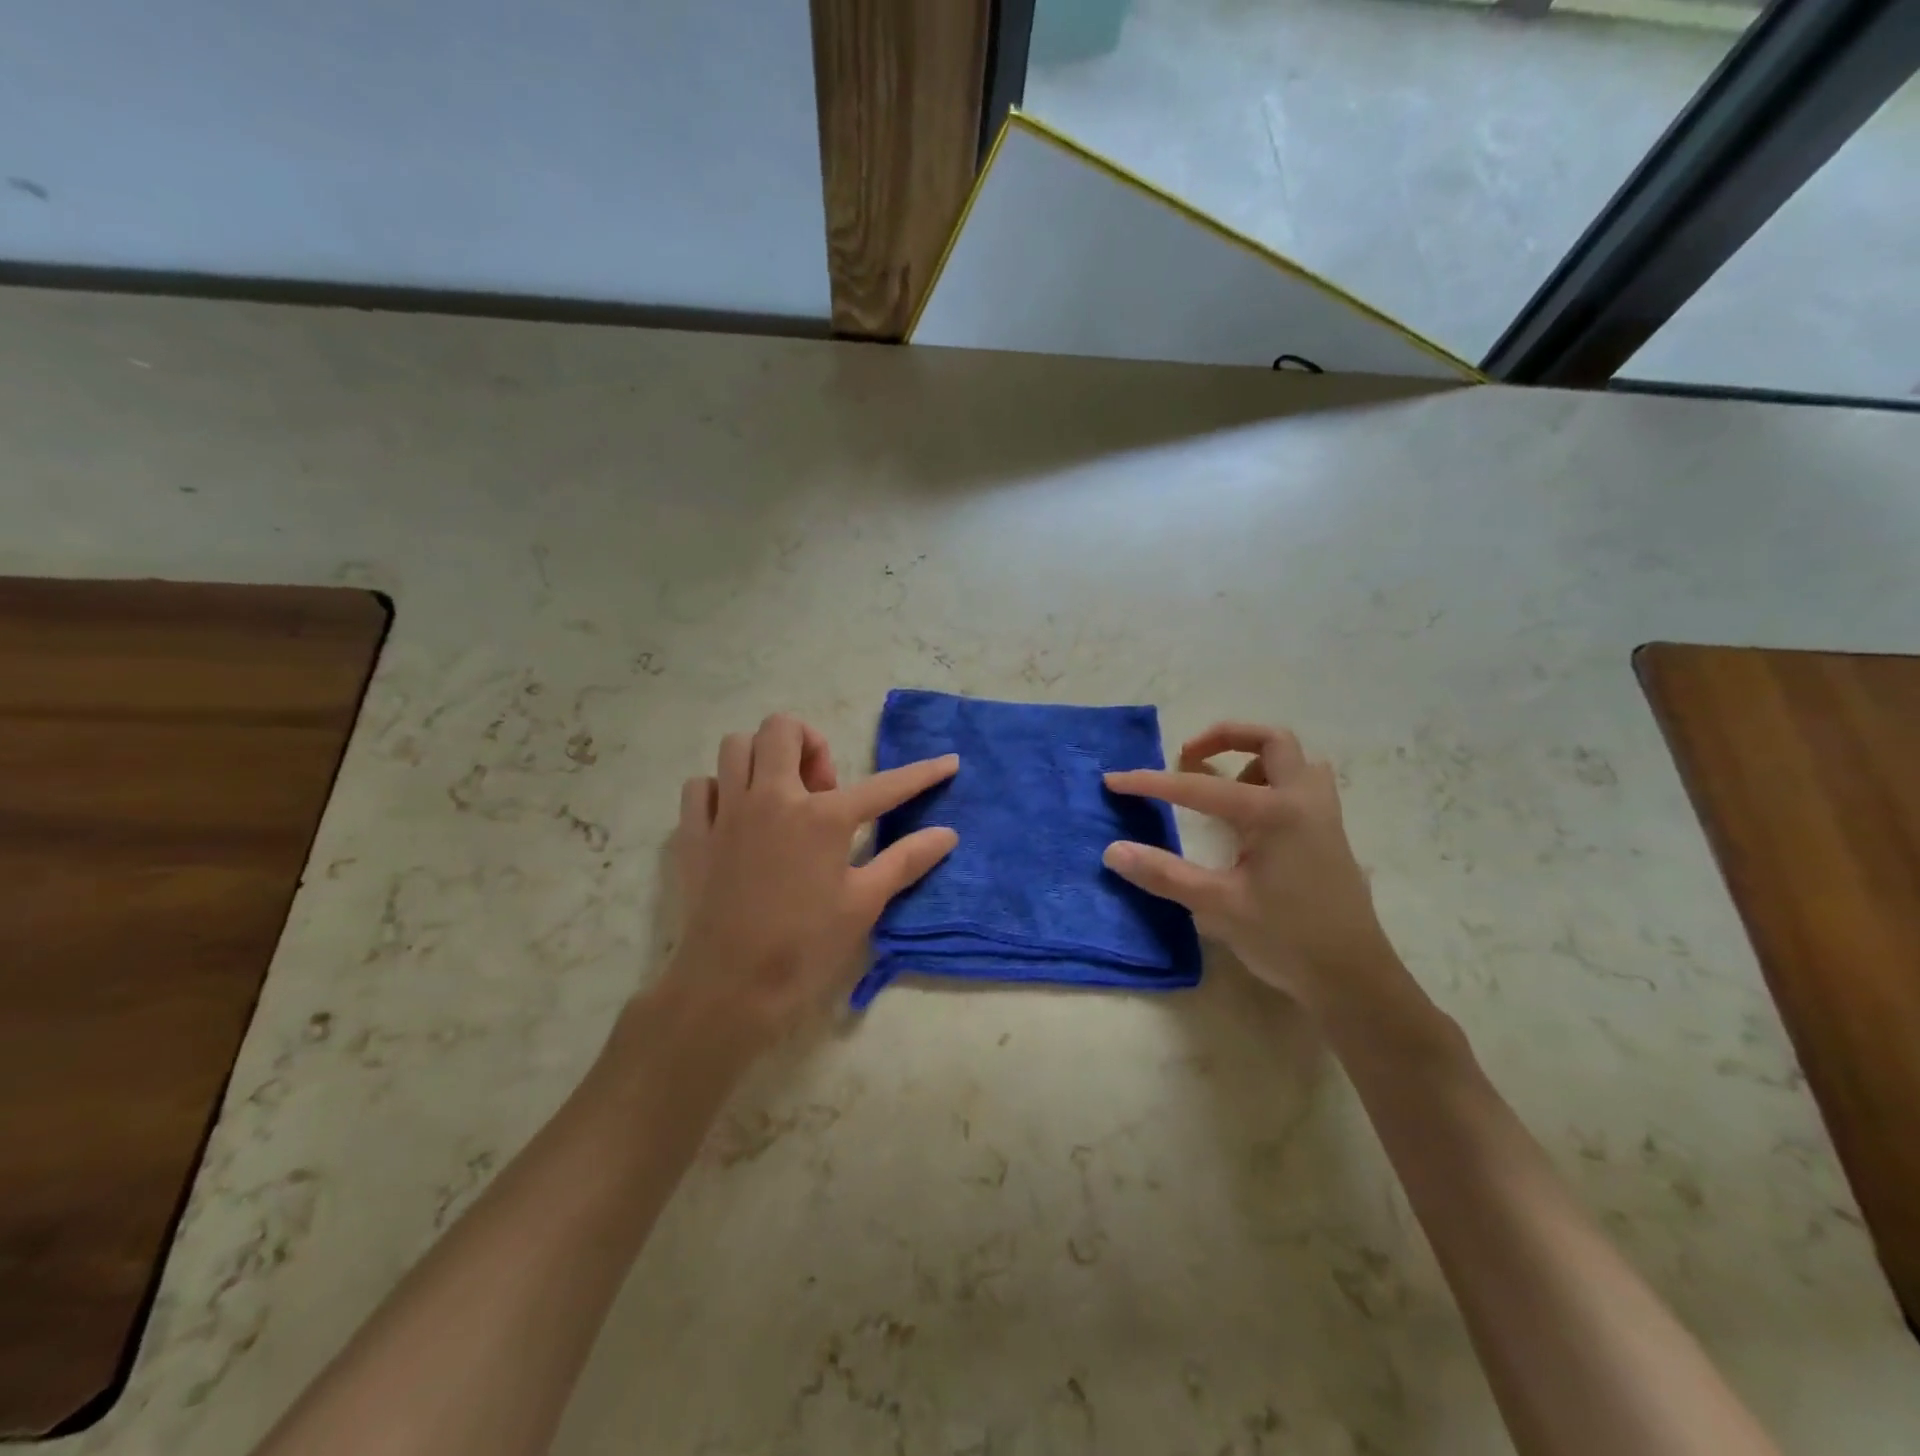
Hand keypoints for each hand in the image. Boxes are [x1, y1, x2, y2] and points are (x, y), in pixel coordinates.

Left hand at [655, 714, 958, 1052]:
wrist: (729, 987)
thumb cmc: (805, 946)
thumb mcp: (864, 904)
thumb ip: (906, 860)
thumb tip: (948, 834)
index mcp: (822, 818)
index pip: (884, 786)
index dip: (922, 774)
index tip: (948, 762)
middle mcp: (772, 799)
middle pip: (782, 729)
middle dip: (809, 743)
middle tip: (822, 788)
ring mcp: (726, 813)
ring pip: (736, 747)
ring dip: (762, 758)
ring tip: (780, 795)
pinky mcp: (692, 834)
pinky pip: (701, 787)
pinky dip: (720, 791)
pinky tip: (737, 819)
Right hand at [1103, 722, 1398, 1013]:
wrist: (1353, 979)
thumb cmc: (1286, 938)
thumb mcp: (1218, 906)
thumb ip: (1164, 874)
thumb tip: (1113, 851)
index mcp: (1273, 812)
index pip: (1198, 788)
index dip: (1151, 783)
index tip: (1114, 781)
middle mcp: (1302, 801)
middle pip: (1270, 740)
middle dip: (1223, 739)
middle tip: (1188, 758)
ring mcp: (1322, 815)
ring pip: (1294, 761)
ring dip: (1255, 760)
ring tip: (1223, 788)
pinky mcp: (1329, 834)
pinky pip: (1302, 785)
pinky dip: (1272, 783)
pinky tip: (1250, 821)